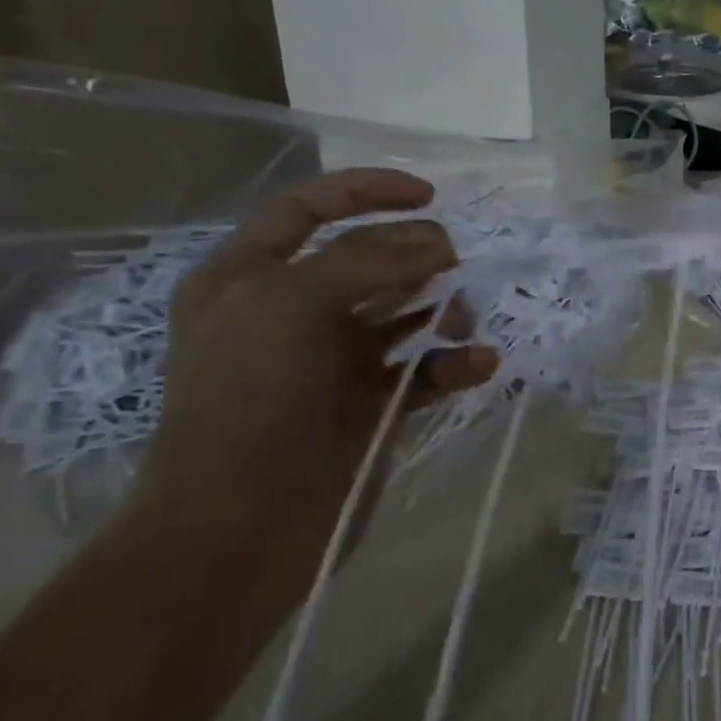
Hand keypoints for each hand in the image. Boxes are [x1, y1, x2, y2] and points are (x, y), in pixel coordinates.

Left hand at [132, 170, 497, 605]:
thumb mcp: (291, 307)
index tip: (432, 196)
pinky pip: (428, 367)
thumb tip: (438, 240)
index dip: (368, 192)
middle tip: (456, 274)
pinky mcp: (374, 403)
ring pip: (409, 312)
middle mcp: (294, 312)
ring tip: (463, 328)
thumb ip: (367, 259)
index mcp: (251, 278)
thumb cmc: (250, 405)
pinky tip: (479, 366)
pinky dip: (456, 363)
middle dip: (422, 261)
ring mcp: (336, 360)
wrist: (241, 529)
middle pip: (374, 261)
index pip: (309, 209)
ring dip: (446, 312)